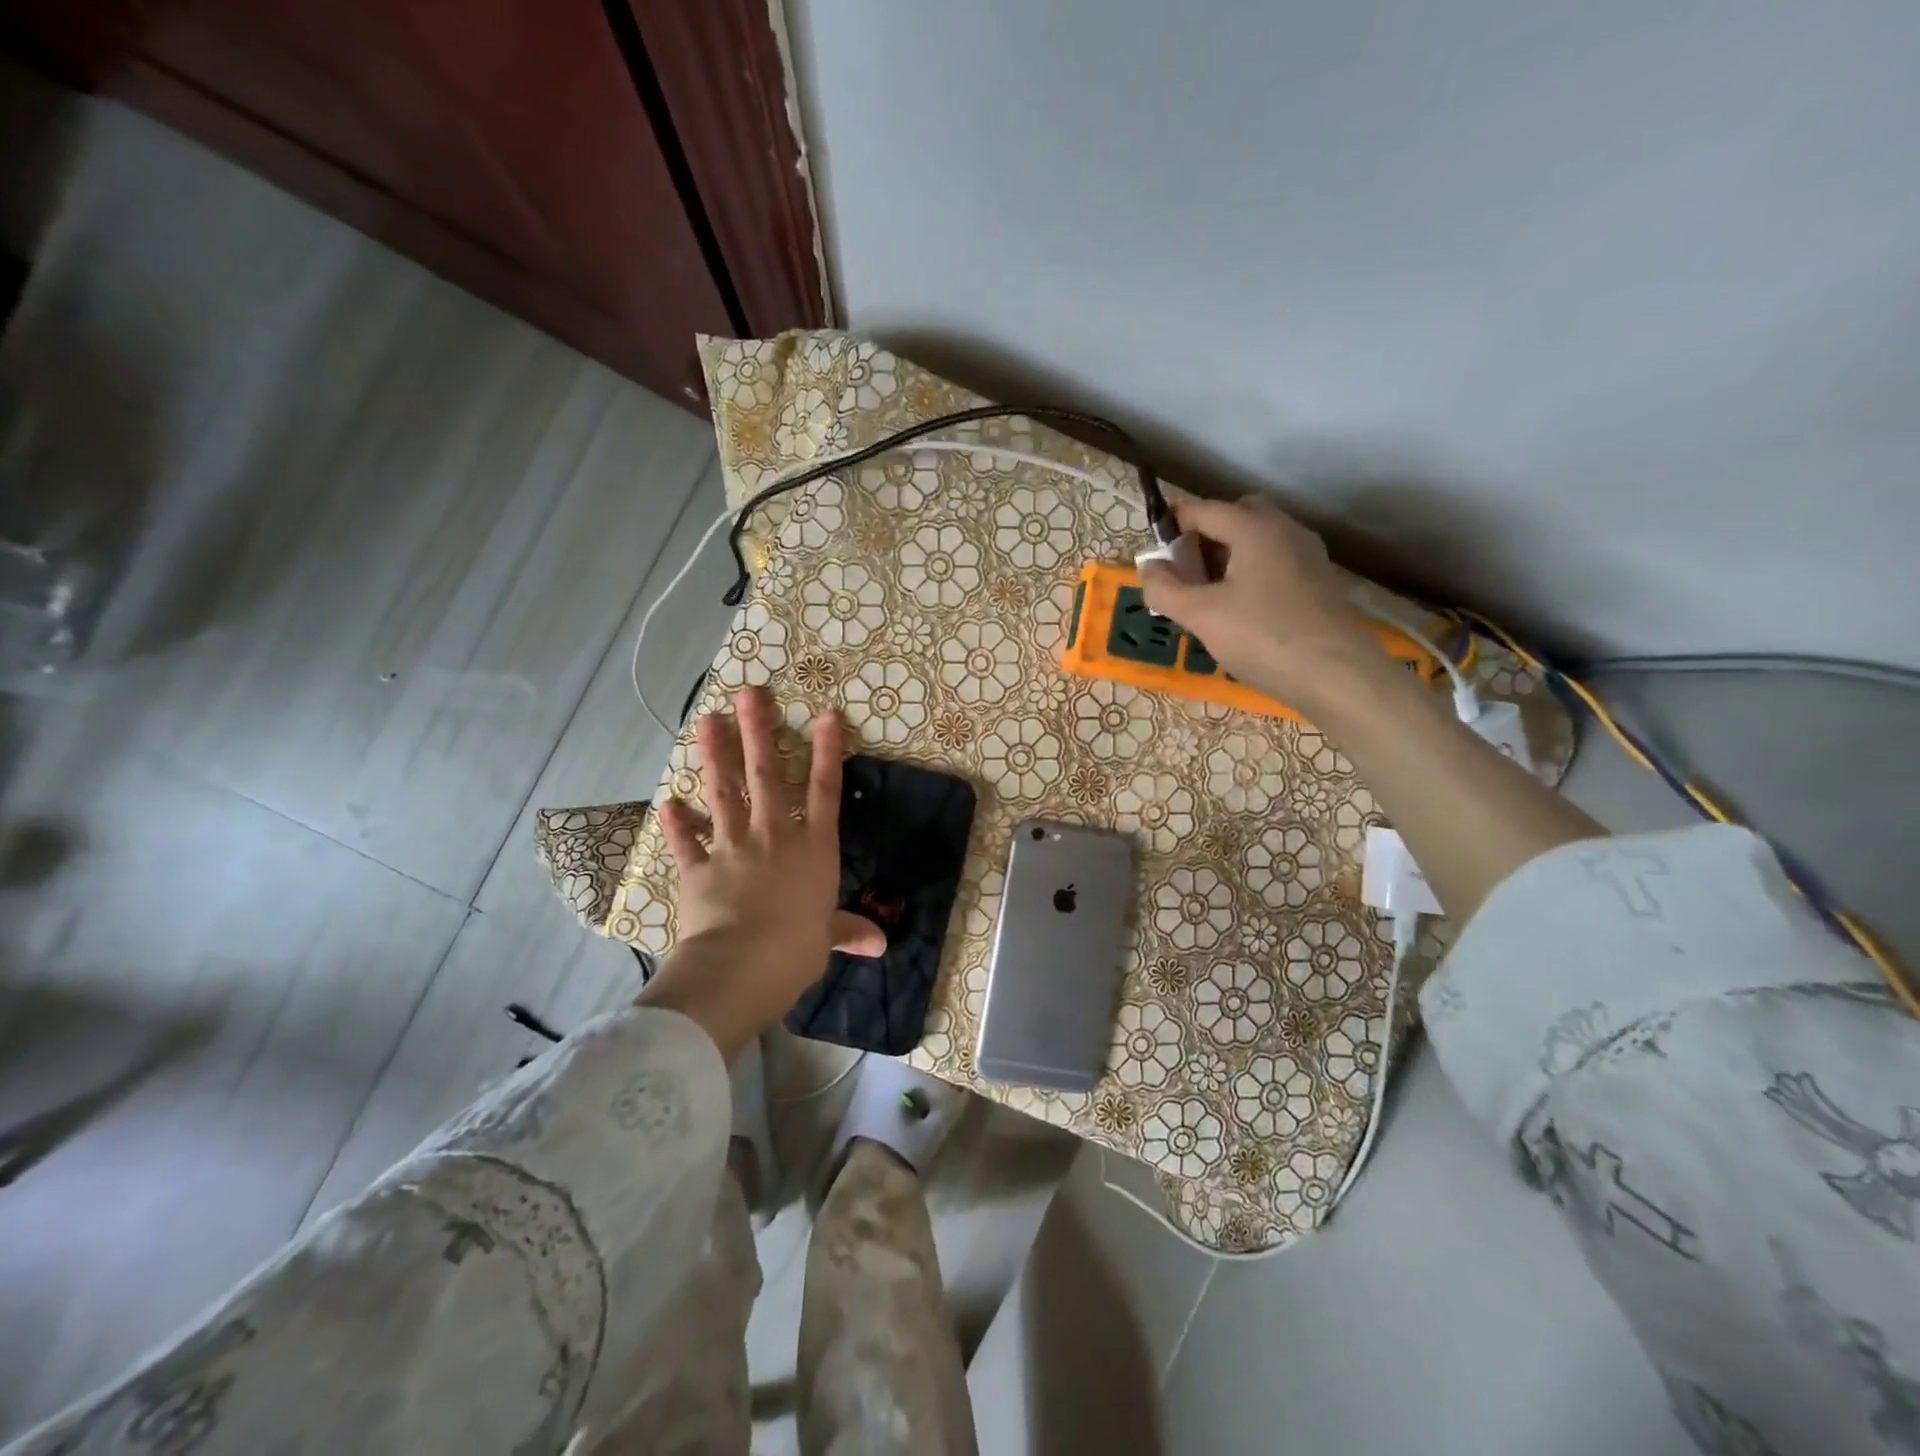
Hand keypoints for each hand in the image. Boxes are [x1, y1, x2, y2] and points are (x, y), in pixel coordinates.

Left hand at [637, 687, 882, 1059]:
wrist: (742, 965)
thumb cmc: (797, 949)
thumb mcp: (827, 938)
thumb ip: (848, 931)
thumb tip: (880, 944)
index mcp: (813, 848)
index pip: (824, 790)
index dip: (826, 751)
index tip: (825, 715)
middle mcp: (774, 836)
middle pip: (767, 775)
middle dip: (759, 732)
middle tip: (749, 694)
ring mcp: (733, 847)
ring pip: (724, 792)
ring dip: (715, 755)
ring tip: (707, 720)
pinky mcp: (699, 868)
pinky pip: (688, 842)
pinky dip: (679, 824)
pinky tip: (670, 803)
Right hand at [1137, 492, 1385, 708]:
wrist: (1336, 674)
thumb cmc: (1262, 637)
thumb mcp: (1201, 615)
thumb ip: (1165, 589)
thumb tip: (1148, 568)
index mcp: (1253, 527)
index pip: (1202, 509)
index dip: (1171, 526)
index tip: (1153, 557)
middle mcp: (1284, 529)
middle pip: (1235, 516)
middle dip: (1204, 537)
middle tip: (1184, 573)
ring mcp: (1307, 555)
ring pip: (1257, 540)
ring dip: (1227, 556)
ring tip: (1207, 596)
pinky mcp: (1318, 582)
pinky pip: (1274, 562)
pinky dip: (1250, 573)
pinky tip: (1240, 611)